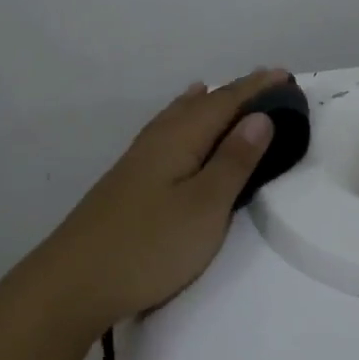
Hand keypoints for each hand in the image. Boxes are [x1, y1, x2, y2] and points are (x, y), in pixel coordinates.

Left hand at [29, 68, 285, 332]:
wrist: (73, 284)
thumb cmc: (149, 246)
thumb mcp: (205, 206)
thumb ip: (234, 161)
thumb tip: (259, 117)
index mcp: (180, 139)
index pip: (225, 102)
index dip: (256, 88)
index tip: (285, 75)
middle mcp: (157, 140)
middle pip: (201, 105)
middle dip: (234, 92)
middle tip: (265, 83)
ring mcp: (137, 161)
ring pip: (177, 117)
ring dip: (204, 104)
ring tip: (216, 90)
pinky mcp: (126, 182)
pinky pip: (164, 133)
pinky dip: (180, 120)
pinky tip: (172, 130)